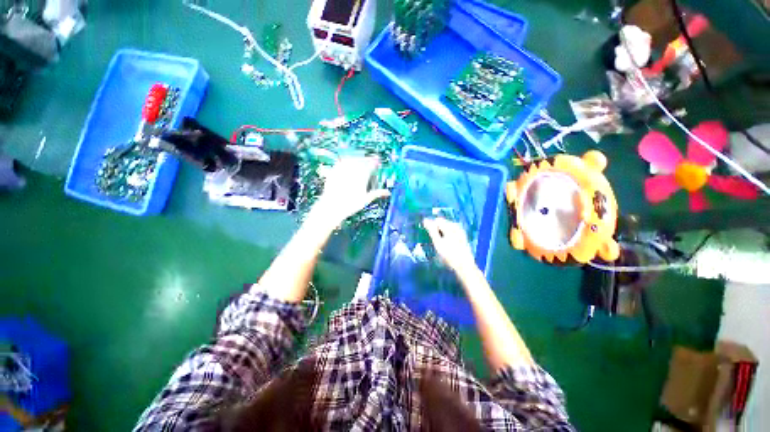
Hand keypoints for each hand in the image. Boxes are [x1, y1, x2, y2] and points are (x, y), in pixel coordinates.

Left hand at [310, 157, 389, 228]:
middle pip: (362, 161)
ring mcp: (342, 170)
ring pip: (352, 159)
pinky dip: (346, 160)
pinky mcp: (334, 171)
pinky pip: (341, 162)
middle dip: (367, 159)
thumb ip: (377, 193)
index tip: (377, 161)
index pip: (371, 165)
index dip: (375, 162)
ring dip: (358, 158)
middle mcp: (352, 171)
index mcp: (362, 177)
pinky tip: (347, 162)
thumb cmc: (350, 205)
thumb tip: (387, 192)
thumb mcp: (365, 200)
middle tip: (371, 160)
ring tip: (360, 160)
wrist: (332, 207)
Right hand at [423, 218, 478, 275]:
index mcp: (450, 226)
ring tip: (438, 243)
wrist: (465, 267)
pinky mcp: (462, 238)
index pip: (437, 220)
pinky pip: (452, 232)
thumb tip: (425, 220)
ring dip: (441, 232)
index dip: (430, 225)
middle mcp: (456, 227)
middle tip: (432, 239)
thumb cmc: (449, 255)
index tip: (427, 234)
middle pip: (443, 223)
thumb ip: (431, 230)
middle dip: (436, 229)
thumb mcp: (438, 243)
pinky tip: (445, 244)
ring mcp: (460, 232)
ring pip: (447, 228)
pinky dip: (446, 235)